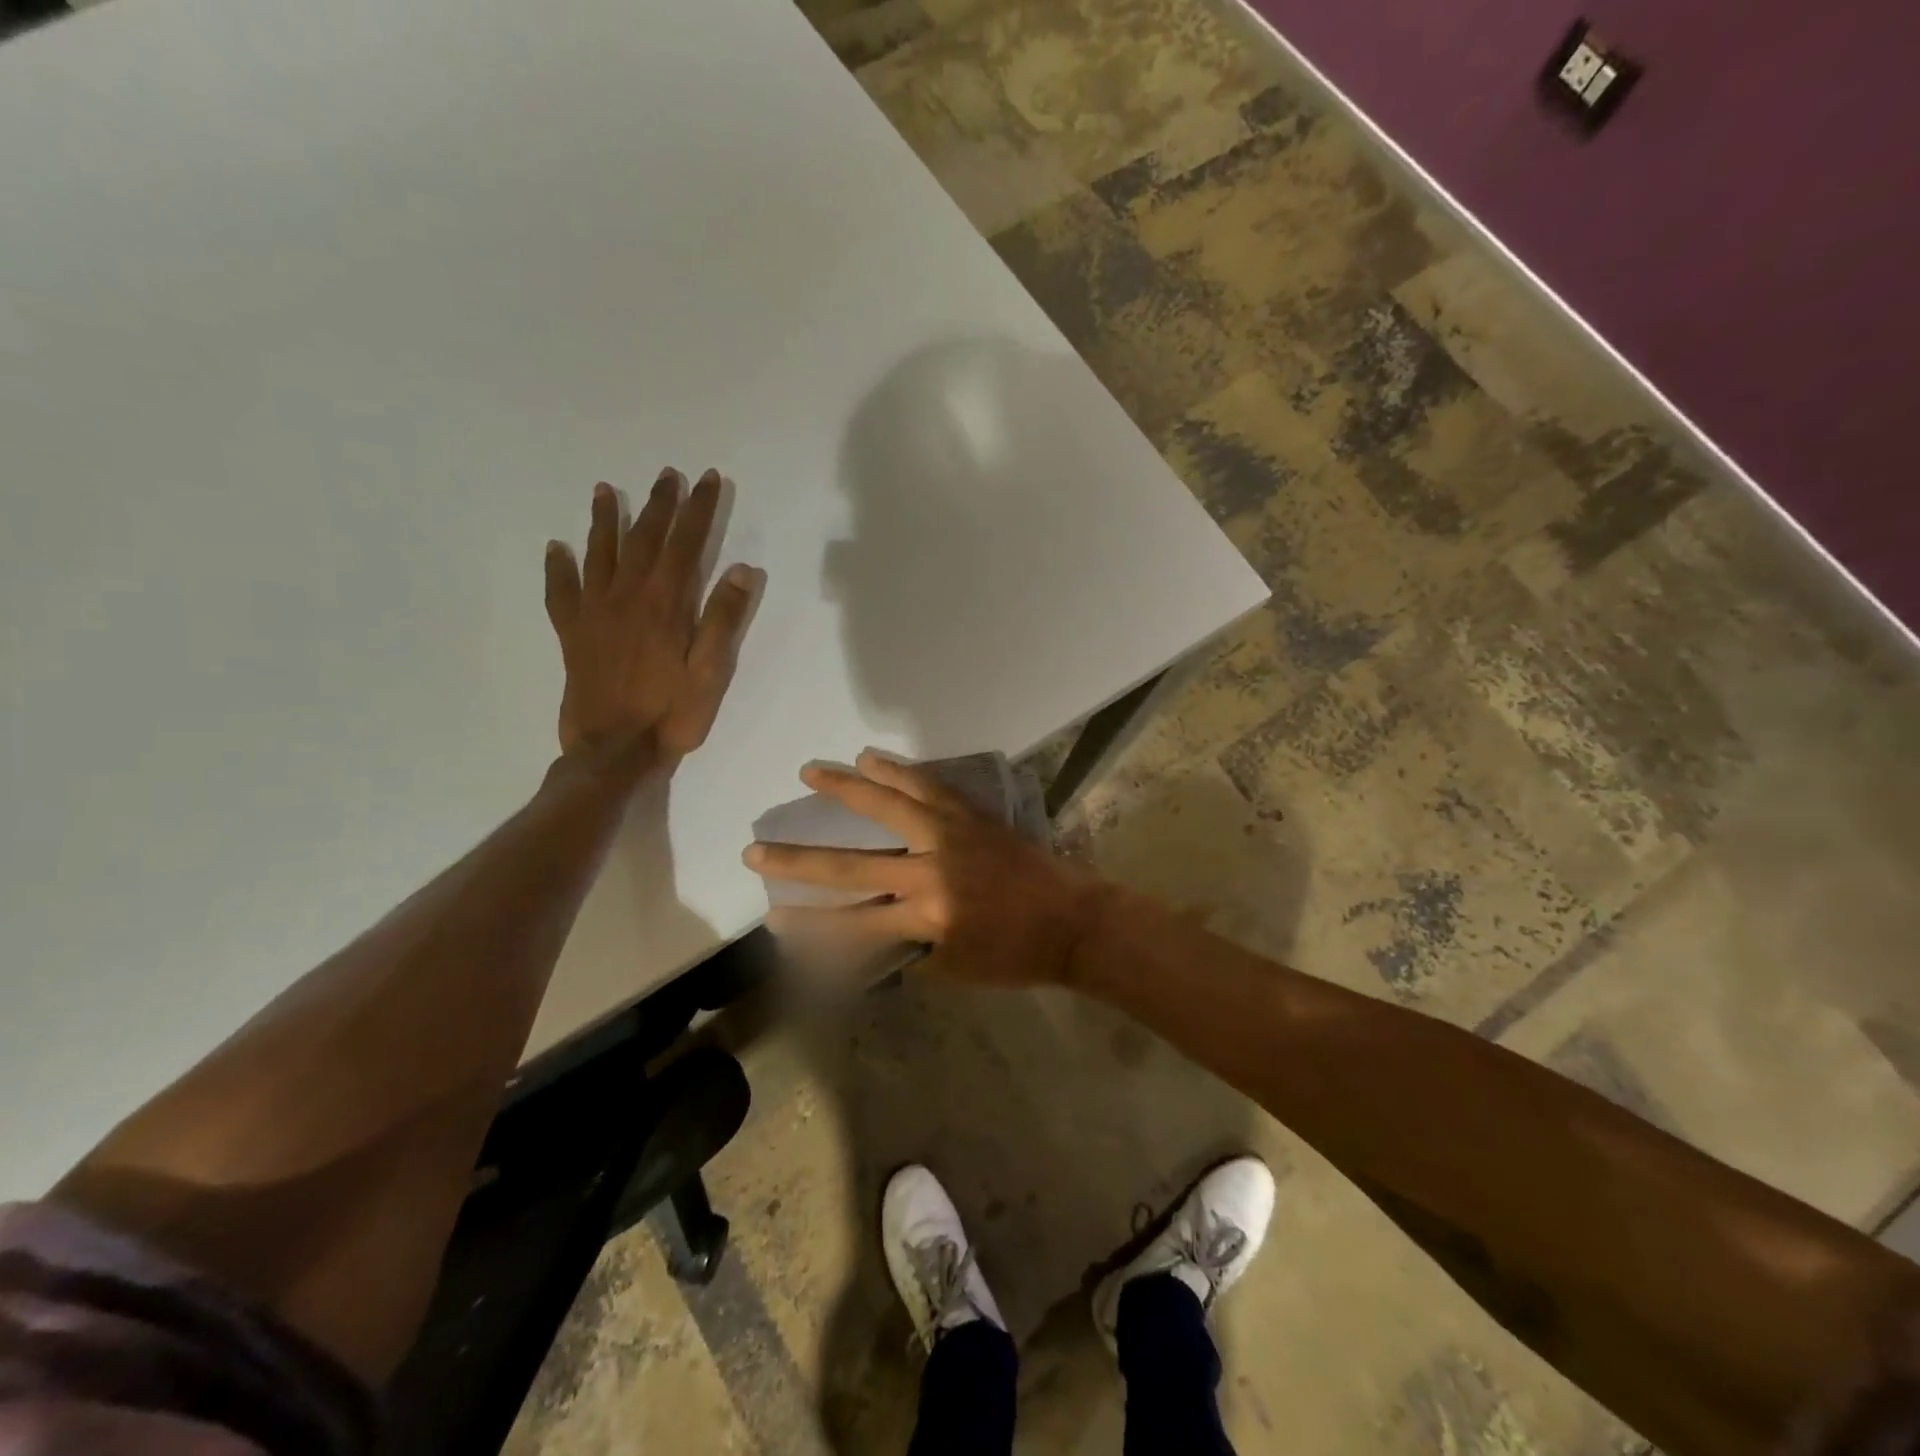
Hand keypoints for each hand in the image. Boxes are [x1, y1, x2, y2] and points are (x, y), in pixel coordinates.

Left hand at [544, 471, 762, 763]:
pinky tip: (556, 549)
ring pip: (598, 554)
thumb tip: (742, 570)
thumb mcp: (710, 672)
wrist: (612, 750)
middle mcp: (626, 597)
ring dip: (605, 520)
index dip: (699, 510)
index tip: (708, 480)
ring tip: (606, 491)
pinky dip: (558, 567)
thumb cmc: (670, 714)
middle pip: (643, 539)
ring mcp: (594, 613)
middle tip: (668, 475)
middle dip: (658, 504)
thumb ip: (723, 619)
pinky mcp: (572, 633)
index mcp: (665, 604)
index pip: (685, 544)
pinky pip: (561, 591)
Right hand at [742, 749, 1106, 987]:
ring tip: (810, 770)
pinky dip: (898, 770)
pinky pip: (927, 786)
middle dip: (799, 861)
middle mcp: (930, 870)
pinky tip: (873, 758)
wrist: (1073, 920)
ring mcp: (950, 834)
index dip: (809, 925)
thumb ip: (907, 949)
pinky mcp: (970, 814)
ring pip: (887, 804)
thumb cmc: (1016, 955)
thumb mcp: (955, 968)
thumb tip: (869, 930)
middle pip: (852, 864)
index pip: (852, 922)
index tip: (771, 917)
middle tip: (756, 850)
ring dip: (845, 787)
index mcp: (927, 916)